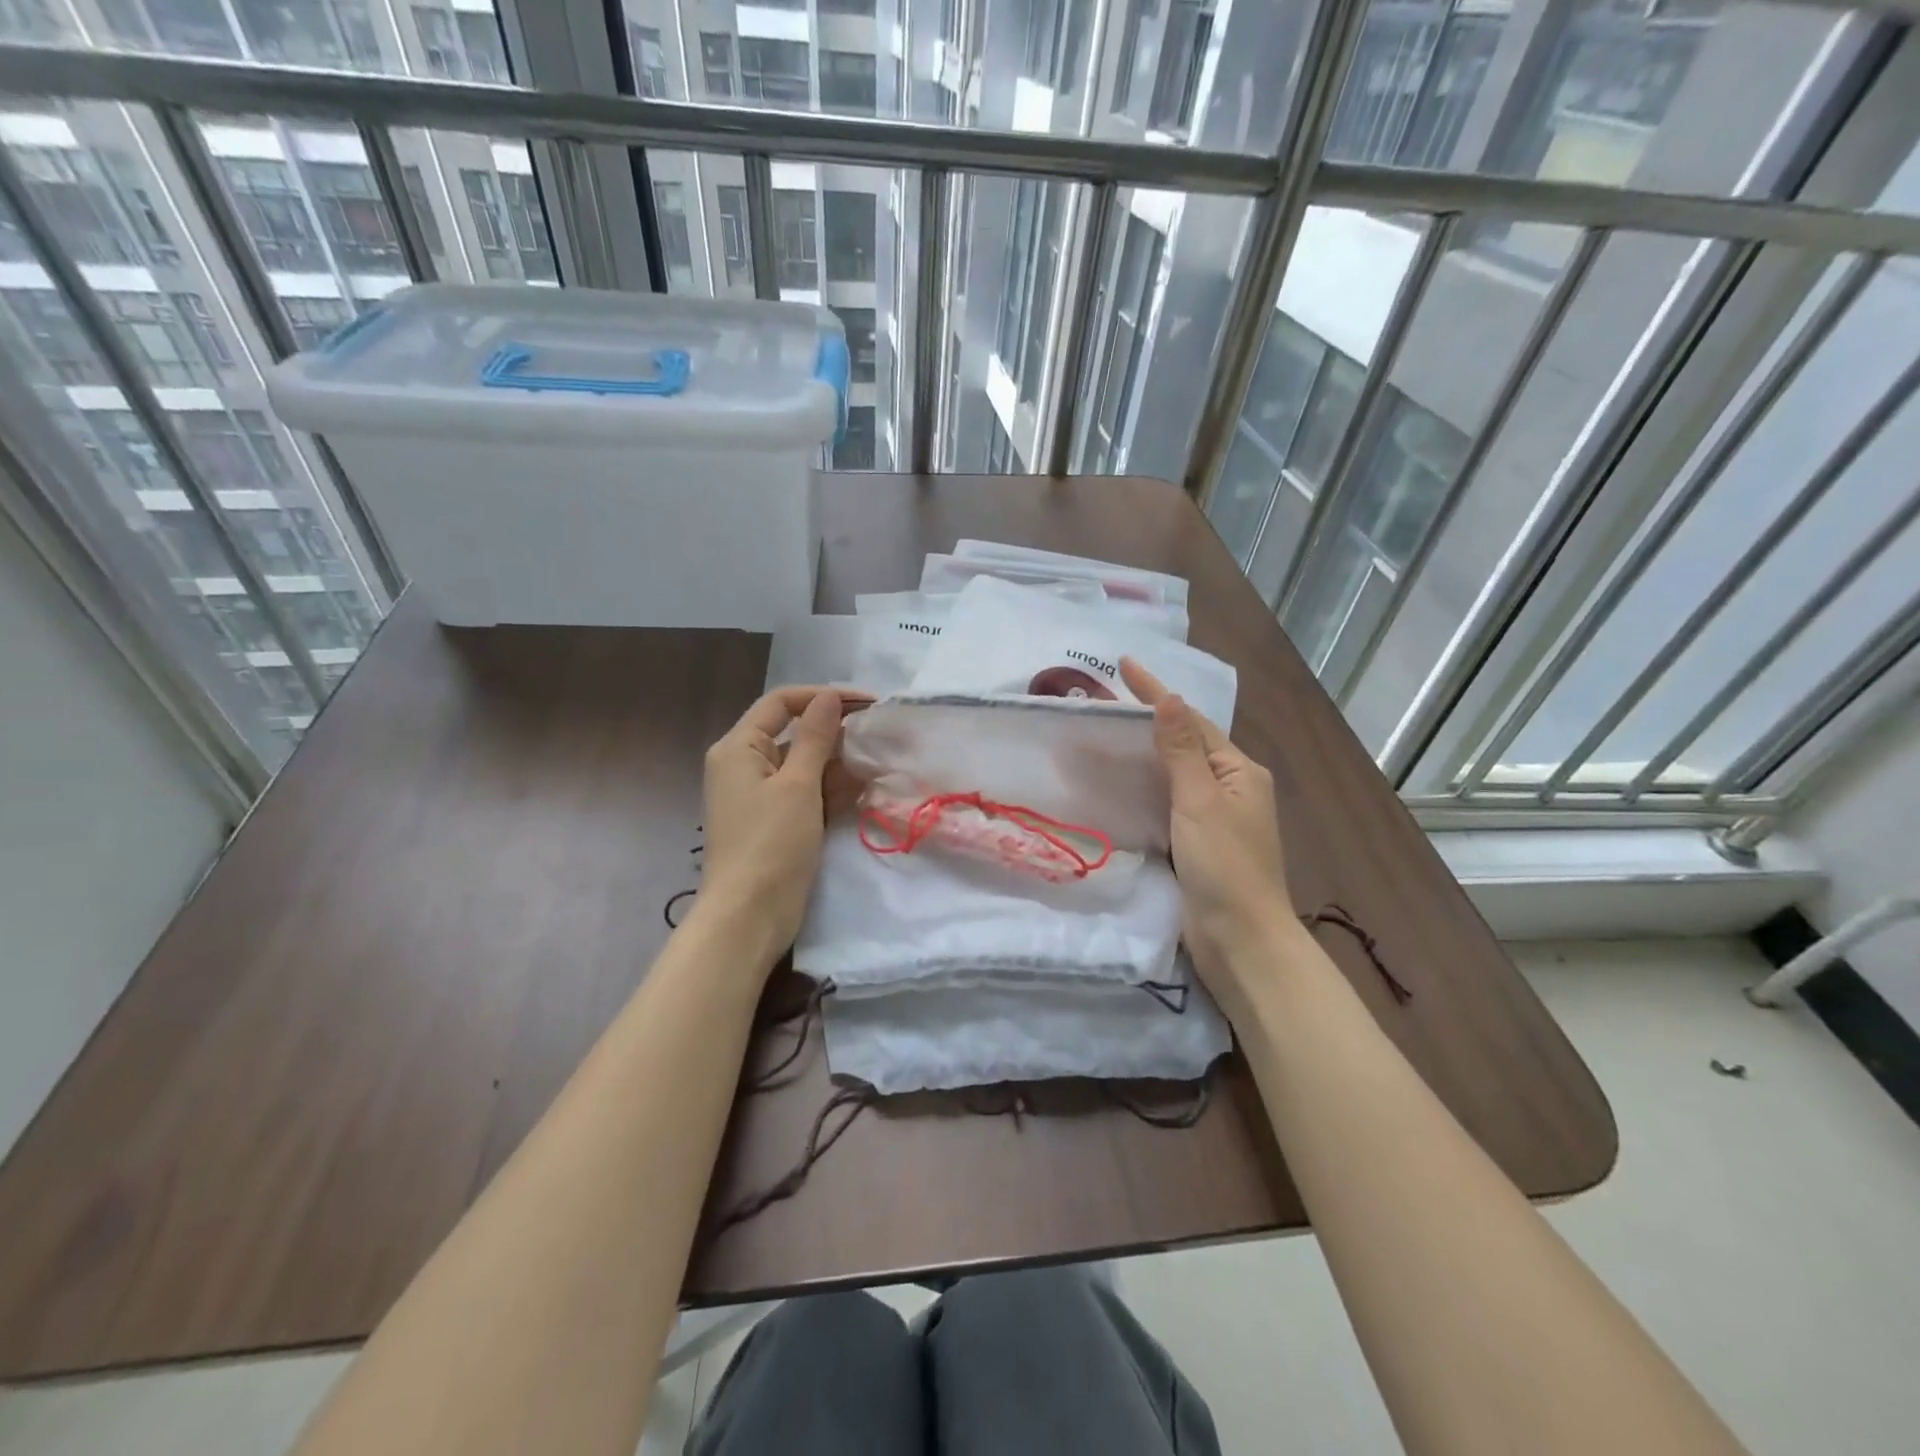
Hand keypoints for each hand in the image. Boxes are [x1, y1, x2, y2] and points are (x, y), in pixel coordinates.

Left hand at [698, 686, 863, 968]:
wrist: (749, 917)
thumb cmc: (770, 844)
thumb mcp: (797, 785)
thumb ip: (815, 738)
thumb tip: (830, 698)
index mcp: (738, 748)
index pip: (782, 703)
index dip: (823, 697)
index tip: (867, 703)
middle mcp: (745, 765)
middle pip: (794, 733)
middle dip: (835, 732)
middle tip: (878, 735)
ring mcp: (761, 796)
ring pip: (804, 765)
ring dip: (838, 763)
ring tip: (877, 762)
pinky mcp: (777, 822)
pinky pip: (806, 793)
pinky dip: (831, 789)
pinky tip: (864, 788)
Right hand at [1120, 658, 1297, 1006]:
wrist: (1240, 939)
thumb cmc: (1224, 866)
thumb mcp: (1199, 801)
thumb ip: (1180, 751)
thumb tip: (1169, 698)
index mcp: (1239, 770)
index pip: (1191, 721)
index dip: (1157, 692)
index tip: (1124, 664)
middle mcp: (1231, 787)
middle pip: (1185, 743)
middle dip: (1150, 720)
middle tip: (1107, 700)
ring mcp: (1215, 817)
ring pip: (1175, 773)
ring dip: (1145, 753)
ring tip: (1108, 734)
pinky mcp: (1197, 843)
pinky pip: (1168, 801)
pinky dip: (1146, 786)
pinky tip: (1121, 783)